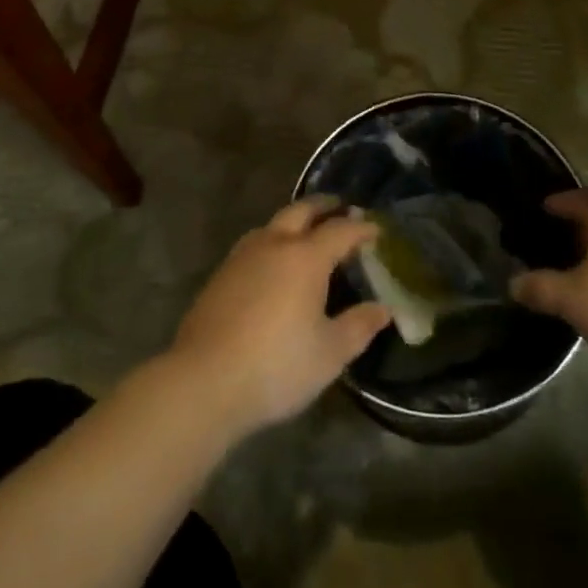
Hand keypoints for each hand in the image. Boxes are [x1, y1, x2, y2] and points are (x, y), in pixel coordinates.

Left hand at [167, 198, 390, 439]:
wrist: (204, 382)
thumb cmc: (277, 366)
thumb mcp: (330, 353)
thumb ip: (359, 326)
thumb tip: (383, 309)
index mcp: (305, 257)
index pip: (340, 230)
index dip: (361, 228)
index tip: (376, 230)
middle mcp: (274, 244)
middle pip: (302, 210)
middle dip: (324, 206)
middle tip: (341, 206)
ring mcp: (242, 257)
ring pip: (273, 224)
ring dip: (294, 220)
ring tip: (307, 231)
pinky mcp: (220, 275)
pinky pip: (254, 243)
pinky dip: (273, 240)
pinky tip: (273, 262)